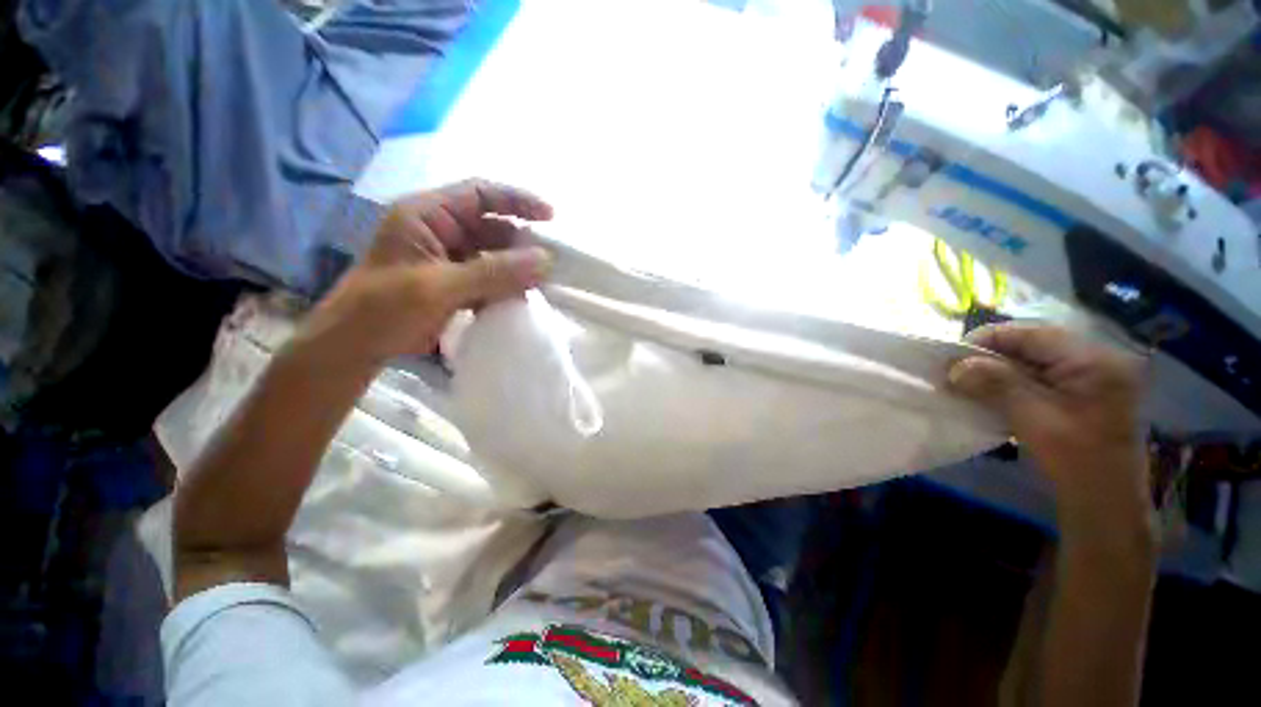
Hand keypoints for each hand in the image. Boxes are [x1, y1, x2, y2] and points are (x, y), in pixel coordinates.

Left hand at [303, 179, 553, 364]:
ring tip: (539, 286)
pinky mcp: (454, 284)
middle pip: (491, 227)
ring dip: (516, 270)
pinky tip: (518, 300)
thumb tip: (545, 259)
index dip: (517, 200)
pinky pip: (489, 279)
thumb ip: (494, 272)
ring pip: (494, 256)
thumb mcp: (440, 287)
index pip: (479, 194)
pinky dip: (505, 288)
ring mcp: (448, 259)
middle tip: (548, 265)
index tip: (551, 217)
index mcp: (427, 215)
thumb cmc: (385, 309)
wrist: (355, 348)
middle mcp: (439, 231)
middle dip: (521, 244)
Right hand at [948, 324, 1152, 529]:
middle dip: (992, 356)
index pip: (1032, 333)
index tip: (952, 359)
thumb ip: (997, 386)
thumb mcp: (1034, 420)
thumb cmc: (1077, 460)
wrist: (1107, 502)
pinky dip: (1013, 382)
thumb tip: (955, 365)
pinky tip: (995, 395)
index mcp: (1093, 360)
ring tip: (971, 384)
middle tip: (958, 373)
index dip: (987, 340)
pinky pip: (1041, 374)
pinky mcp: (1085, 391)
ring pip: (1034, 359)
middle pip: (1033, 343)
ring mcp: (1093, 375)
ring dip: (1000, 370)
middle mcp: (1097, 358)